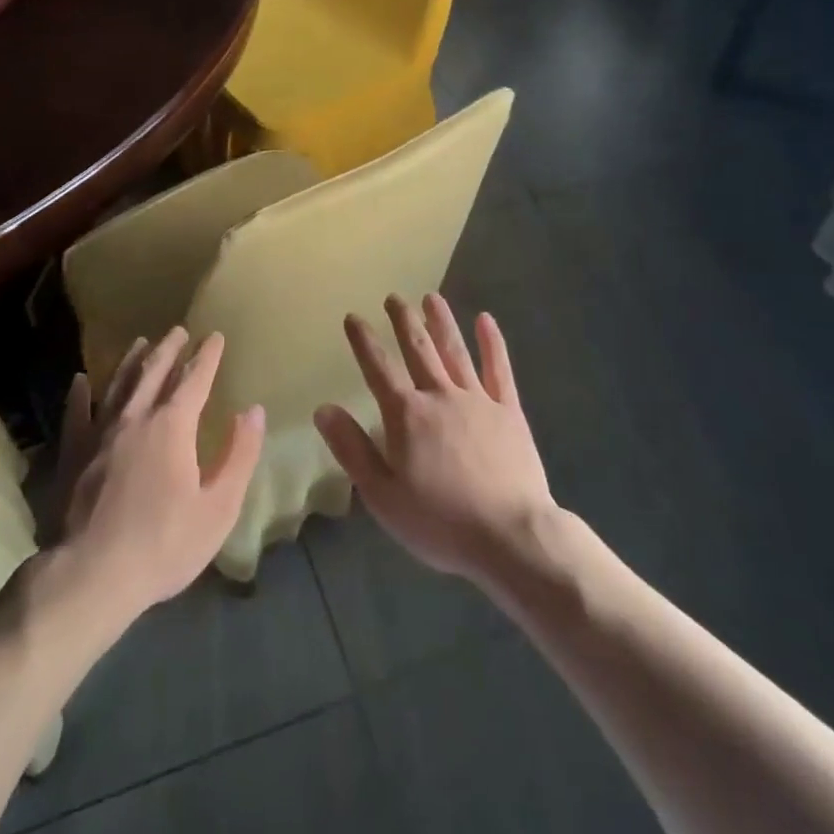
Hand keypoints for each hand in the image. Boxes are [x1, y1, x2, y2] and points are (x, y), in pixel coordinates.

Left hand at [53, 328, 264, 620]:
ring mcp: (99, 433)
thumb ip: (239, 455)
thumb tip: (254, 412)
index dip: (206, 356)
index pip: (194, 379)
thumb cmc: (164, 544)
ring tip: (141, 342)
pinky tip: (80, 381)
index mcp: (172, 426)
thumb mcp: (219, 507)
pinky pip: (76, 413)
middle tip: (178, 330)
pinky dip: (80, 394)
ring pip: (118, 384)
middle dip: (169, 349)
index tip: (214, 336)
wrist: (90, 575)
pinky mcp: (72, 453)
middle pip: (154, 372)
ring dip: (131, 361)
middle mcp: (135, 417)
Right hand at [316, 294, 556, 588]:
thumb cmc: (440, 522)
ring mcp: (478, 400)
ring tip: (431, 297)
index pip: (378, 368)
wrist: (510, 536)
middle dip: (403, 321)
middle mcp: (440, 396)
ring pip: (455, 351)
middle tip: (394, 297)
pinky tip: (486, 321)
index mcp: (406, 415)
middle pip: (418, 349)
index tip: (353, 317)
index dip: (363, 341)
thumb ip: (352, 448)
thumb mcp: (381, 495)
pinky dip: (492, 343)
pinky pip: (499, 370)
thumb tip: (323, 408)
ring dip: (441, 322)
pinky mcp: (509, 412)